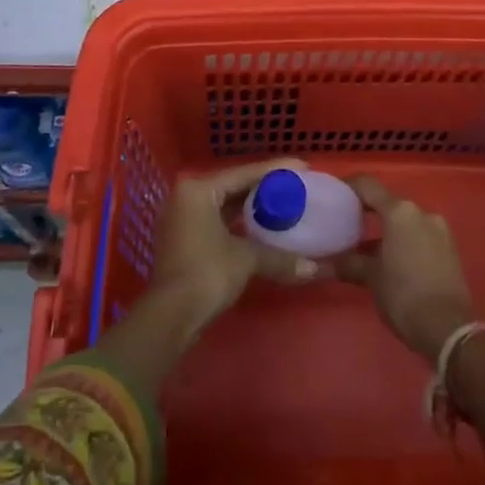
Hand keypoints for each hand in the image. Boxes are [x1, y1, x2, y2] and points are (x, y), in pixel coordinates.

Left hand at [147, 158, 323, 336]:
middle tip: (294, 187)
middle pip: (233, 186)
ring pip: (223, 205)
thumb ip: (279, 257)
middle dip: (263, 188)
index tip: (302, 167)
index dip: (275, 171)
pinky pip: (216, 221)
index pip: (243, 173)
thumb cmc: (207, 274)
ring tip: (282, 205)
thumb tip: (314, 268)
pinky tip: (260, 227)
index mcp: (199, 189)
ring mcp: (181, 219)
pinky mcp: (183, 240)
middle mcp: (186, 197)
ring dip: (250, 207)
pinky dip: (237, 223)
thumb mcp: (246, 259)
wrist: (170, 316)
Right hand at [336, 176, 475, 360]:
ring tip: (367, 247)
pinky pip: (420, 235)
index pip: (369, 186)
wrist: (448, 329)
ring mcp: (439, 229)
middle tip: (347, 223)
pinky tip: (391, 260)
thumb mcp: (372, 278)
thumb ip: (350, 264)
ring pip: (406, 221)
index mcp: (400, 212)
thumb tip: (327, 263)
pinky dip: (404, 241)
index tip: (335, 193)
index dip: (350, 186)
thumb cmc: (404, 295)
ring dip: (387, 230)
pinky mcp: (450, 248)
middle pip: (389, 203)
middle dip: (368, 211)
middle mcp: (421, 212)